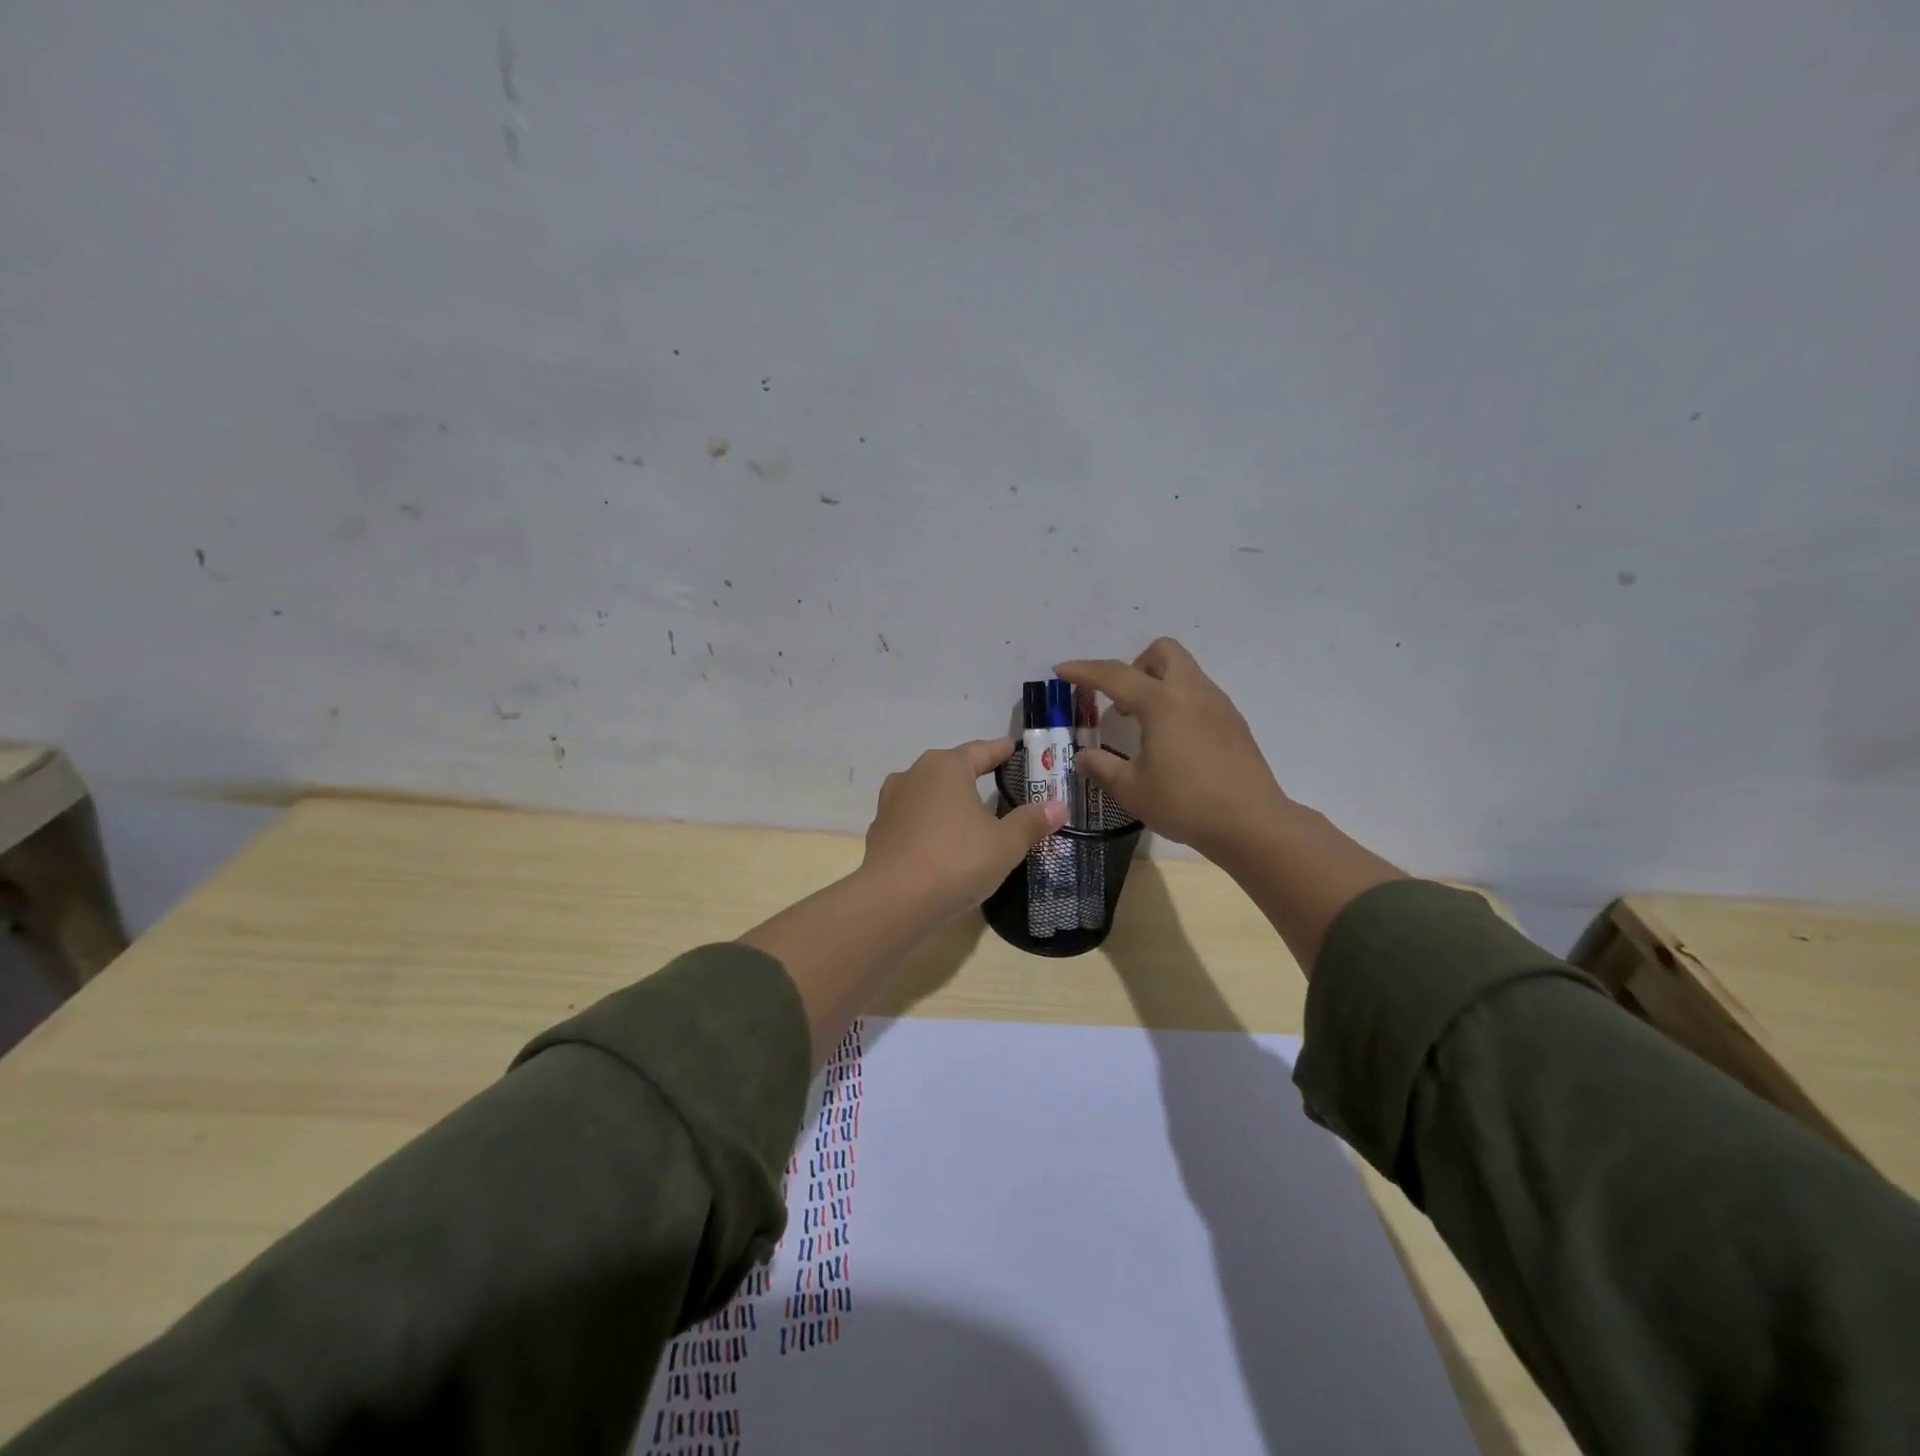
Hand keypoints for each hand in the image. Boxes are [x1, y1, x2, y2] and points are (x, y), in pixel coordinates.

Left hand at [861, 738, 1068, 921]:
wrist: (893, 901)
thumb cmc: (956, 860)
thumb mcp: (1005, 844)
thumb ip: (1031, 822)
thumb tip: (1058, 806)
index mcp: (946, 766)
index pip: (981, 750)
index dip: (1001, 750)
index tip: (1014, 748)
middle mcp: (914, 774)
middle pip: (951, 769)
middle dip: (974, 774)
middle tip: (998, 781)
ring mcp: (891, 802)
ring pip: (928, 793)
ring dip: (948, 800)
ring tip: (969, 814)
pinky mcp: (879, 831)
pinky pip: (913, 819)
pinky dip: (930, 824)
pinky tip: (941, 842)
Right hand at [1057, 638, 1293, 863]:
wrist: (1252, 823)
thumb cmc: (1185, 802)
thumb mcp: (1131, 789)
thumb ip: (1102, 767)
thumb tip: (1084, 757)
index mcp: (1162, 702)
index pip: (1115, 675)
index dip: (1084, 671)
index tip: (1062, 670)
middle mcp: (1192, 692)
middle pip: (1162, 652)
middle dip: (1134, 666)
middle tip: (1120, 701)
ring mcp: (1218, 705)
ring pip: (1184, 672)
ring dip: (1157, 685)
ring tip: (1142, 726)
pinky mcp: (1234, 723)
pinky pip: (1199, 695)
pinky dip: (1178, 703)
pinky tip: (1172, 742)